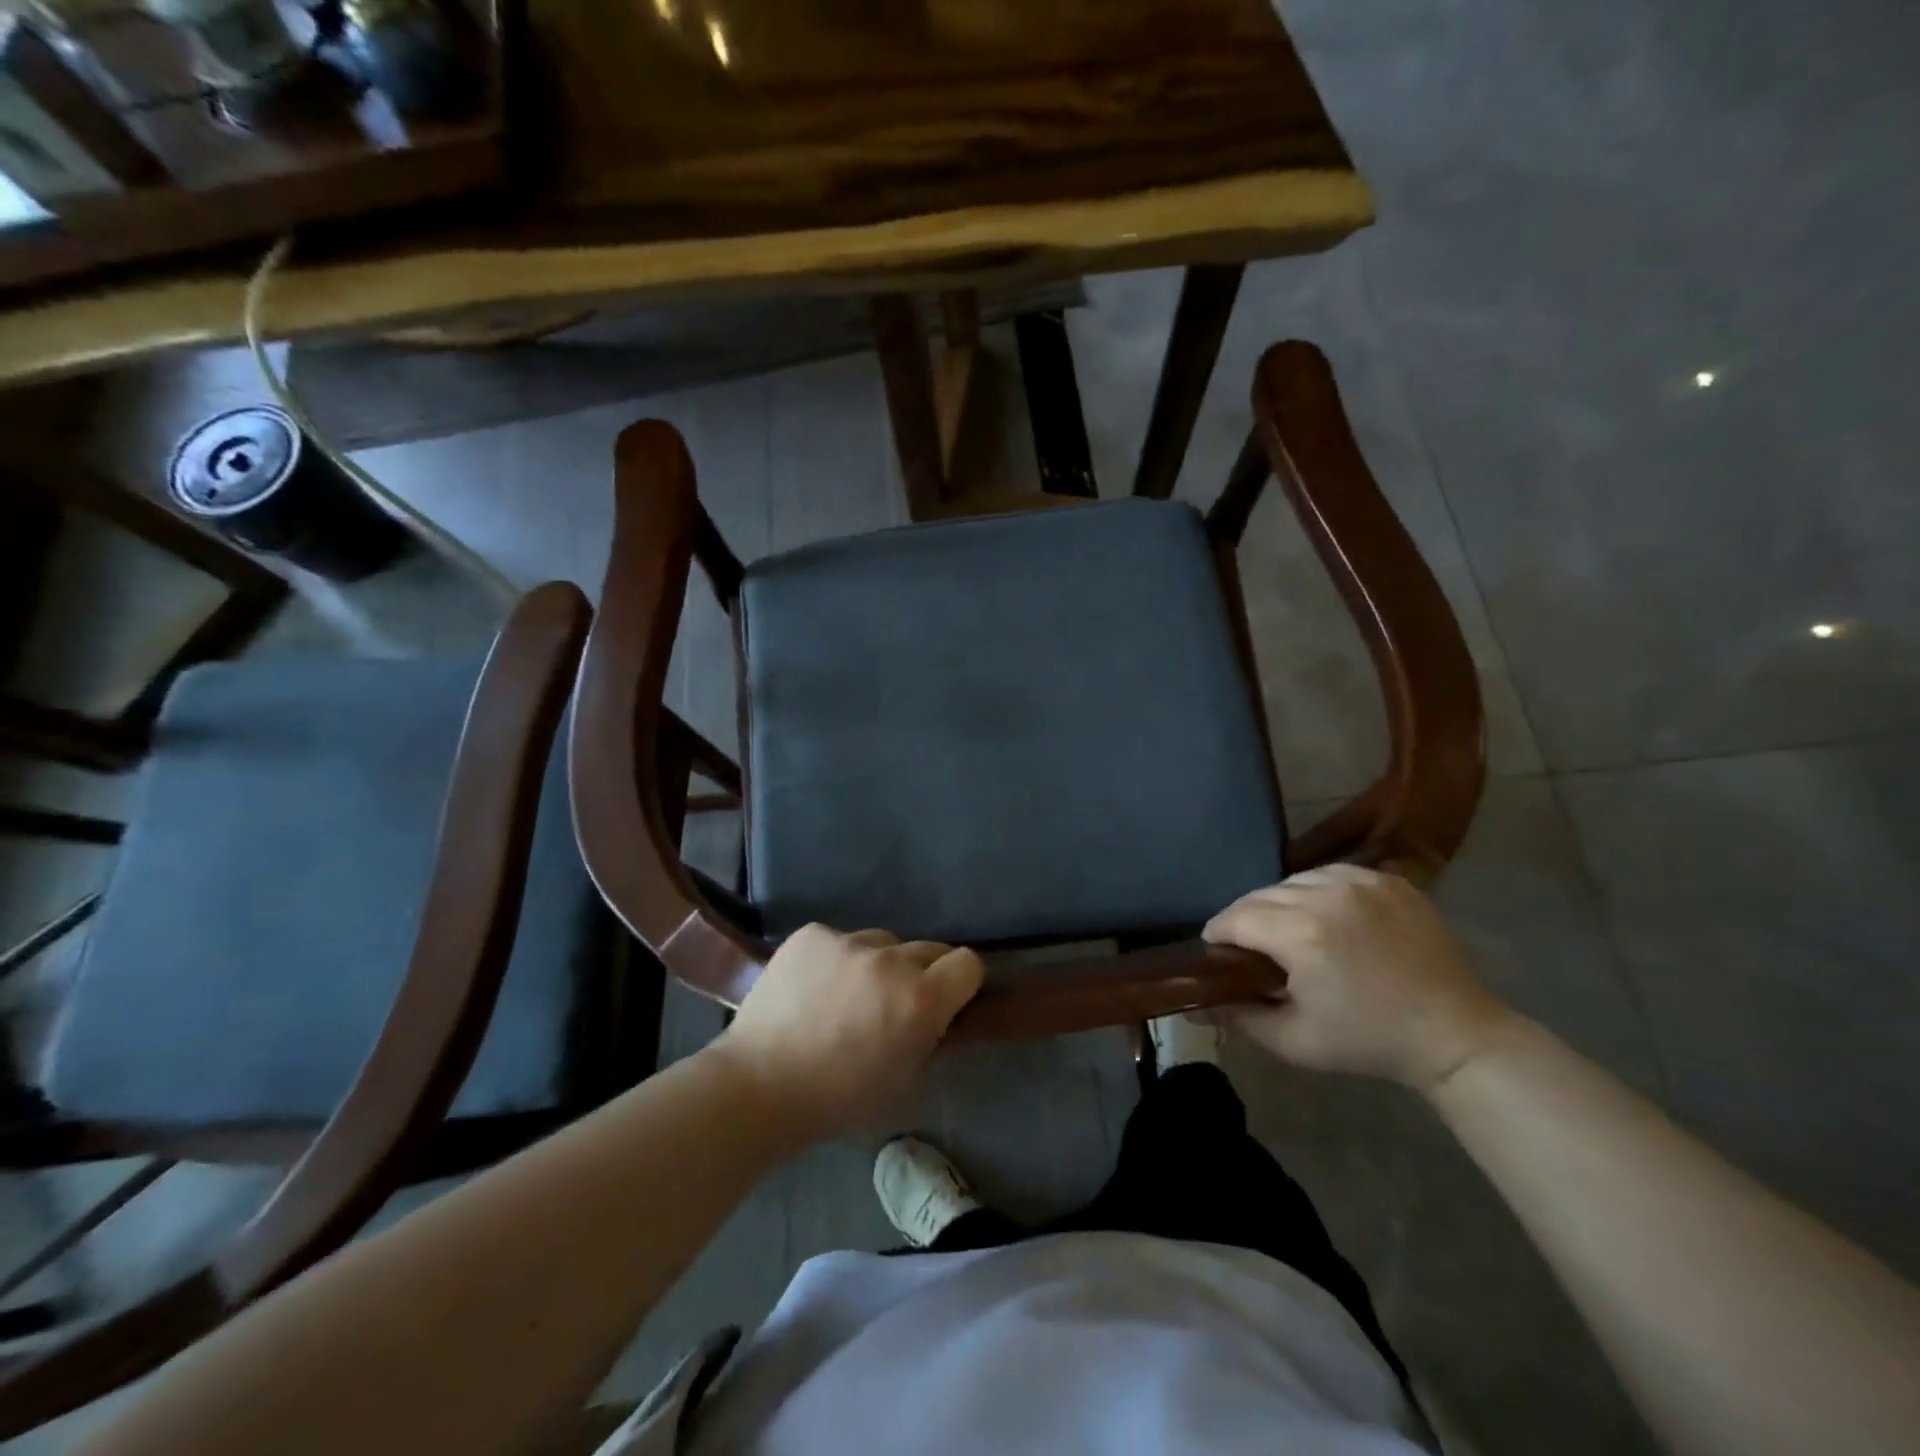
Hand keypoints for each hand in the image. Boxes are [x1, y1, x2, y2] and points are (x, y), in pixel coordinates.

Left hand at [711, 925, 983, 1142]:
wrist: (758, 1086)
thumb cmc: (839, 1100)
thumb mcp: (906, 1081)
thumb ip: (933, 1038)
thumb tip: (942, 1015)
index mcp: (921, 998)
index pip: (968, 963)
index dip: (961, 983)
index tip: (946, 1001)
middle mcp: (891, 959)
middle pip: (928, 949)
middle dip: (920, 974)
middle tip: (893, 1006)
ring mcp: (847, 941)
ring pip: (882, 942)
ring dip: (877, 965)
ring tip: (845, 998)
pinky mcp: (812, 933)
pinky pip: (840, 940)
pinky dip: (835, 960)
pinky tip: (813, 989)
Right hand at [1202, 865, 1520, 1091]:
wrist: (1454, 1035)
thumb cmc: (1368, 1042)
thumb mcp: (1294, 1041)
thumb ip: (1237, 1018)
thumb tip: (1192, 1005)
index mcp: (1302, 934)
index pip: (1236, 917)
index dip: (1217, 933)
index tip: (1214, 949)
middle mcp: (1327, 895)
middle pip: (1261, 894)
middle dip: (1245, 918)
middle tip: (1247, 946)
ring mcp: (1362, 882)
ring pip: (1293, 879)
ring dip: (1279, 901)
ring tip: (1285, 928)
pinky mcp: (1388, 879)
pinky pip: (1331, 873)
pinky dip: (1316, 890)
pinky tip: (1322, 913)